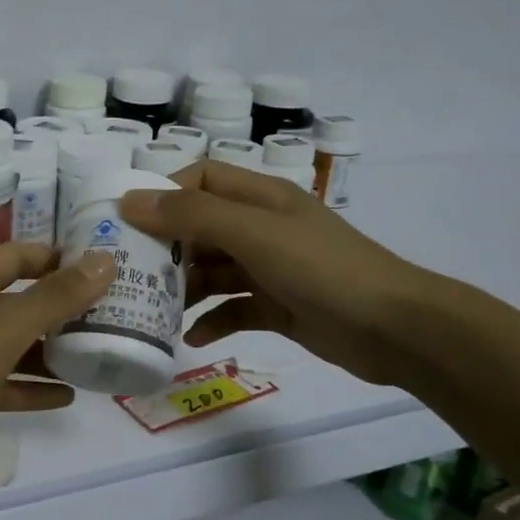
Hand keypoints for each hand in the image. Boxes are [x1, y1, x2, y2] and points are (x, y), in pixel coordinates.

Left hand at [0, 242, 115, 494]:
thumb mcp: (4, 329)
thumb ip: (55, 297)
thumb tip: (105, 261)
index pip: (19, 255)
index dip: (58, 257)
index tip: (103, 268)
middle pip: (19, 300)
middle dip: (62, 306)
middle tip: (113, 315)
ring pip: (12, 344)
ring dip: (50, 349)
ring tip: (98, 355)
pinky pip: (0, 382)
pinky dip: (30, 387)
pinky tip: (67, 397)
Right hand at [118, 159, 435, 384]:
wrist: (394, 328)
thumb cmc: (321, 268)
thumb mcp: (253, 233)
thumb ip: (192, 216)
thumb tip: (130, 200)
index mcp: (260, 198)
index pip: (200, 180)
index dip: (163, 194)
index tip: (125, 223)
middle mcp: (262, 228)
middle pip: (200, 229)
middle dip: (165, 249)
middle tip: (128, 275)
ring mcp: (270, 269)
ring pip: (213, 271)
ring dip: (184, 289)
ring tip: (151, 311)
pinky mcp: (278, 307)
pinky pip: (233, 309)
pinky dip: (212, 321)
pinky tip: (190, 339)